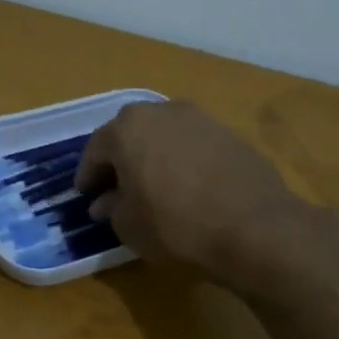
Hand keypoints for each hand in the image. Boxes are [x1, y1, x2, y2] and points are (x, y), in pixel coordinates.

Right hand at [75, 102, 299, 279]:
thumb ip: (111, 208)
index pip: (96, 150)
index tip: (85, 195)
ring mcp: (200, 119)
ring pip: (164, 137)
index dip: (88, 175)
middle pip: (131, 136)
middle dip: (120, 161)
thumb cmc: (175, 223)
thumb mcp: (128, 225)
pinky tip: (185, 188)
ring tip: (152, 188)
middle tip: (114, 189)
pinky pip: (192, 146)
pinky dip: (182, 162)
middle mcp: (162, 111)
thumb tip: (106, 203)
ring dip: (153, 158)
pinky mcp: (230, 134)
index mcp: (127, 128)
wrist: (253, 226)